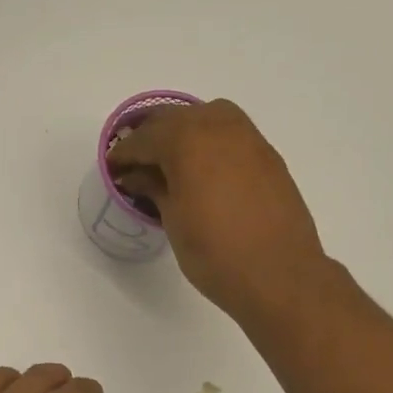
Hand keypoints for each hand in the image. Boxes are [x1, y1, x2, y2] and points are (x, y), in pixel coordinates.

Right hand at [106, 99, 328, 316]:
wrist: (279, 275)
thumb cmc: (215, 253)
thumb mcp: (174, 221)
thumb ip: (154, 188)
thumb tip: (137, 176)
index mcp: (187, 140)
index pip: (144, 139)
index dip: (124, 153)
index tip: (113, 168)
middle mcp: (219, 127)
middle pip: (175, 118)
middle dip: (151, 136)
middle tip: (135, 161)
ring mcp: (248, 138)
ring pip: (206, 117)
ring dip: (183, 131)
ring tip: (169, 160)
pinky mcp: (268, 155)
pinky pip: (230, 133)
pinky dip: (210, 141)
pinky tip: (203, 168)